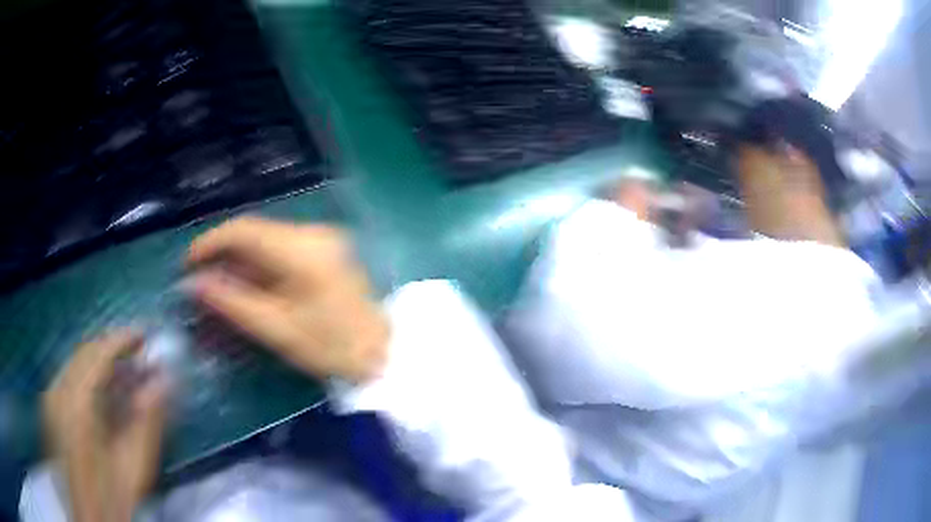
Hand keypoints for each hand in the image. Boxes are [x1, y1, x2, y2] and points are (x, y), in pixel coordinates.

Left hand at [43, 331, 166, 521]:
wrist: (91, 516)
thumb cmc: (114, 495)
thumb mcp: (136, 463)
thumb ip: (148, 419)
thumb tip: (164, 379)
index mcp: (77, 402)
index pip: (98, 353)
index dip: (122, 339)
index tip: (145, 336)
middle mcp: (58, 389)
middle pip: (84, 353)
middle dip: (112, 350)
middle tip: (138, 356)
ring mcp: (51, 396)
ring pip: (75, 363)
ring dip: (100, 364)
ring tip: (125, 376)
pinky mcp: (50, 406)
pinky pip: (68, 378)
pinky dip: (88, 378)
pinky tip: (103, 394)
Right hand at [187, 216, 389, 382]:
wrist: (381, 353)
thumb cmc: (330, 348)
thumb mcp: (275, 328)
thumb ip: (231, 302)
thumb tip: (194, 283)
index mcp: (301, 249)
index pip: (243, 230)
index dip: (210, 243)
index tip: (188, 265)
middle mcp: (312, 233)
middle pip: (254, 231)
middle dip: (222, 253)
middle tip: (199, 279)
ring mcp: (322, 239)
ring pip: (266, 239)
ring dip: (239, 259)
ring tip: (217, 284)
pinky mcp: (326, 250)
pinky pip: (281, 247)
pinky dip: (259, 263)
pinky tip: (246, 283)